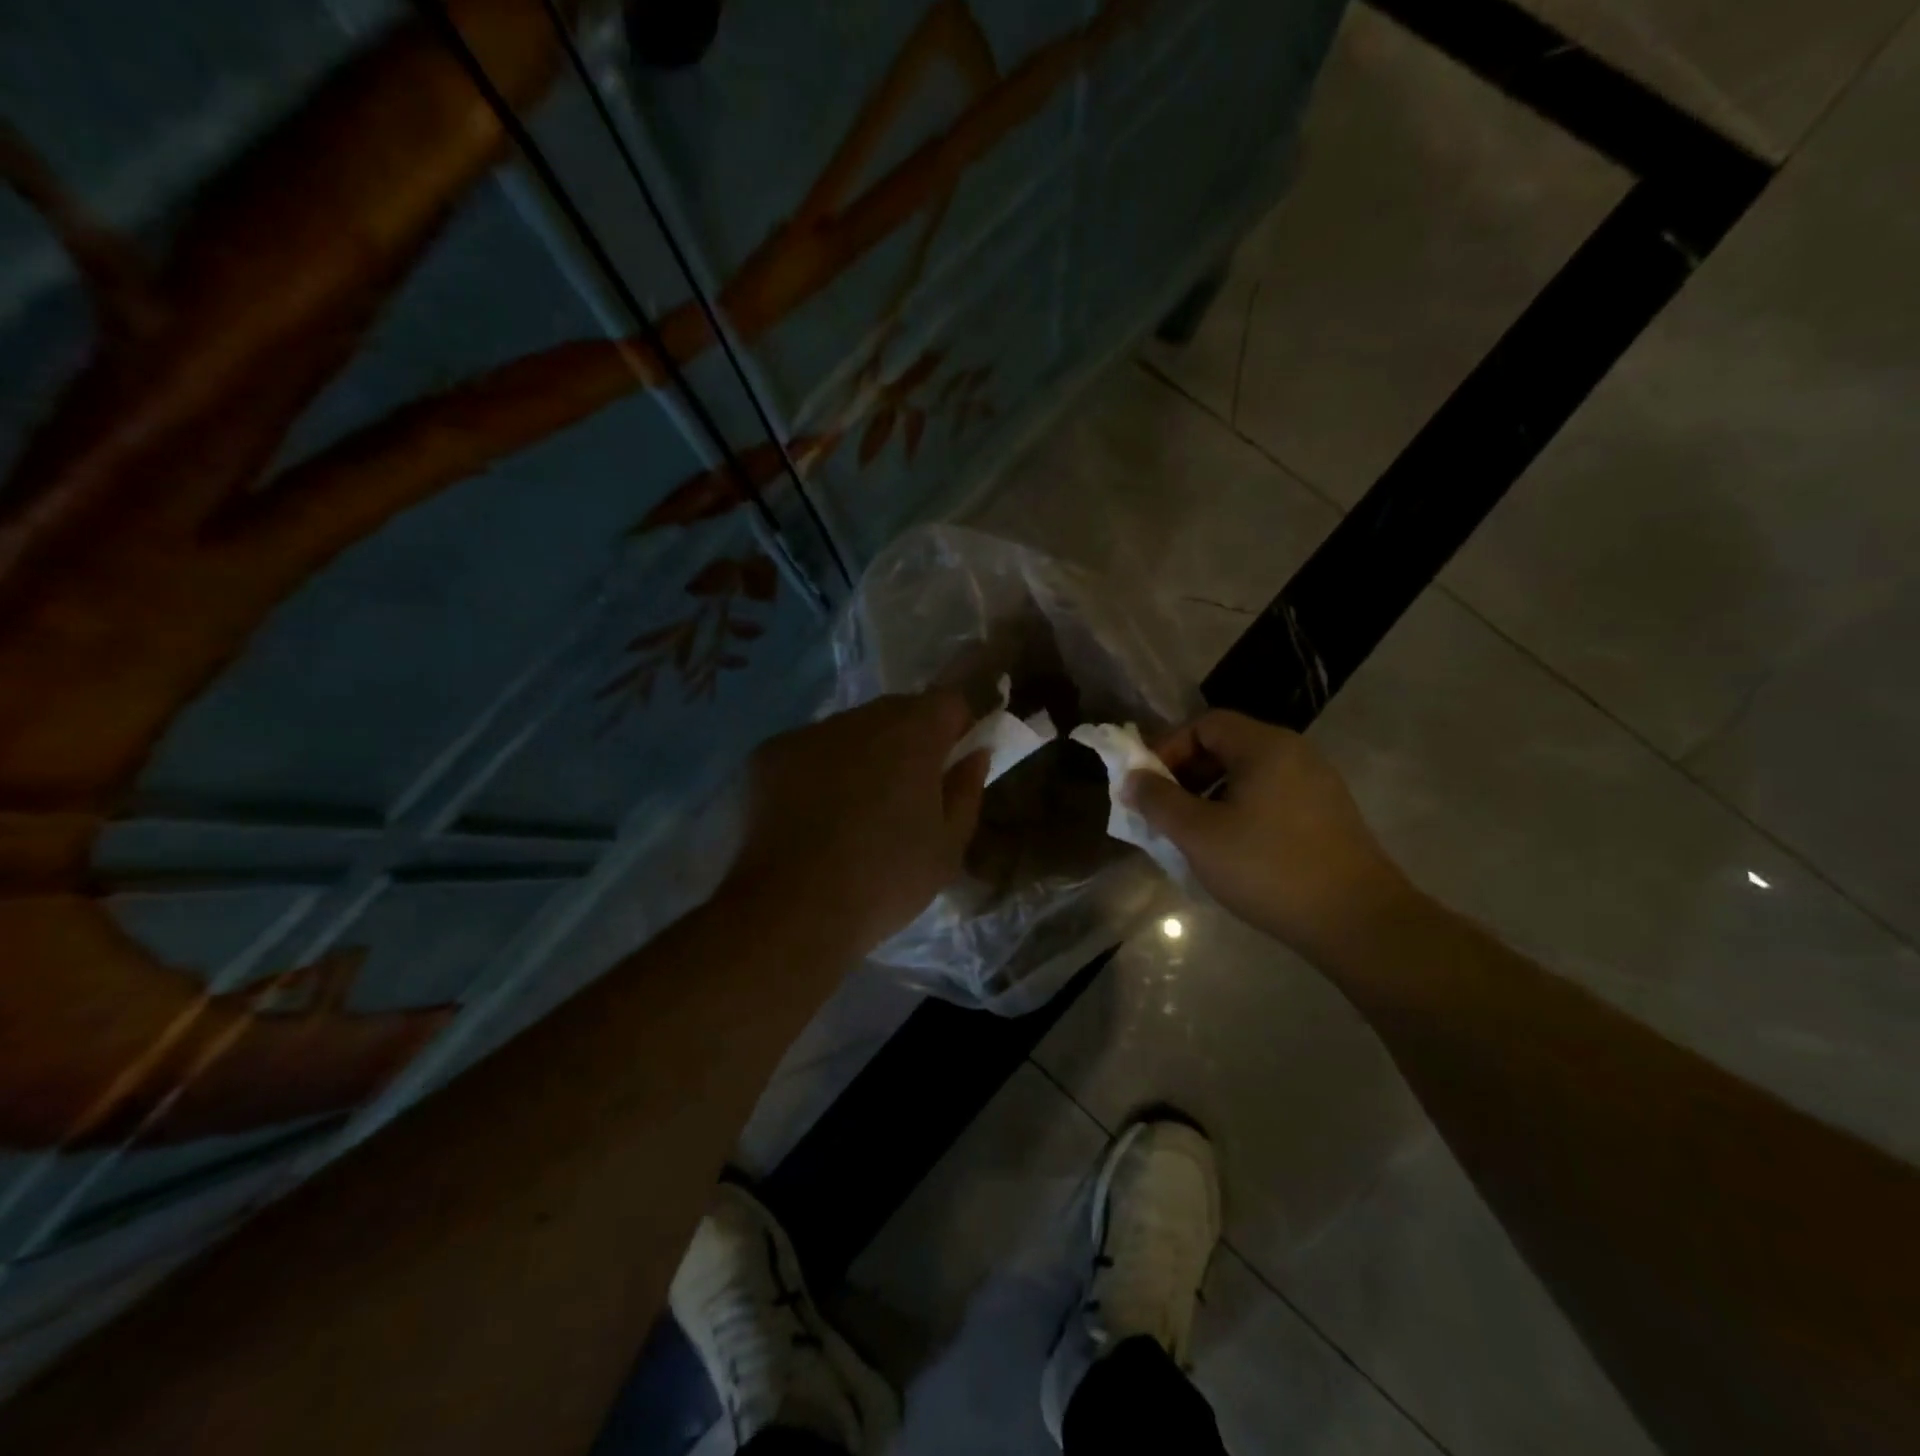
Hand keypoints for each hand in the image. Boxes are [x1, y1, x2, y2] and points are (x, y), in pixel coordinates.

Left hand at [725, 692, 990, 955]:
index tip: (952, 764)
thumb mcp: (948, 847)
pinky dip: (819, 770)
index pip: (948, 701)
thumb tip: (974, 755)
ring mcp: (809, 733)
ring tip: (854, 810)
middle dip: (910, 739)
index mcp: (912, 734)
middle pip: (898, 711)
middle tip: (906, 793)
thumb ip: (967, 790)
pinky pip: (810, 750)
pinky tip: (813, 815)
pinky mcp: (769, 754)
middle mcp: (860, 719)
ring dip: (863, 754)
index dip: (957, 727)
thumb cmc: (885, 881)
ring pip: (851, 730)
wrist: (791, 911)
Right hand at [1125, 710, 1409, 956]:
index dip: (1168, 748)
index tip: (1147, 784)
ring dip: (1210, 795)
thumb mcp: (1199, 834)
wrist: (1358, 921)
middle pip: (1227, 746)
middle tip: (1164, 810)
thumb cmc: (1268, 868)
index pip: (1205, 724)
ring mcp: (1317, 784)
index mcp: (1265, 746)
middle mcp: (1295, 754)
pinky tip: (1230, 848)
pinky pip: (1270, 797)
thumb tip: (1131, 779)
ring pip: (1248, 775)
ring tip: (1191, 833)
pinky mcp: (1327, 815)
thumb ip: (1158, 801)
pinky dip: (1239, 810)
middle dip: (1186, 773)